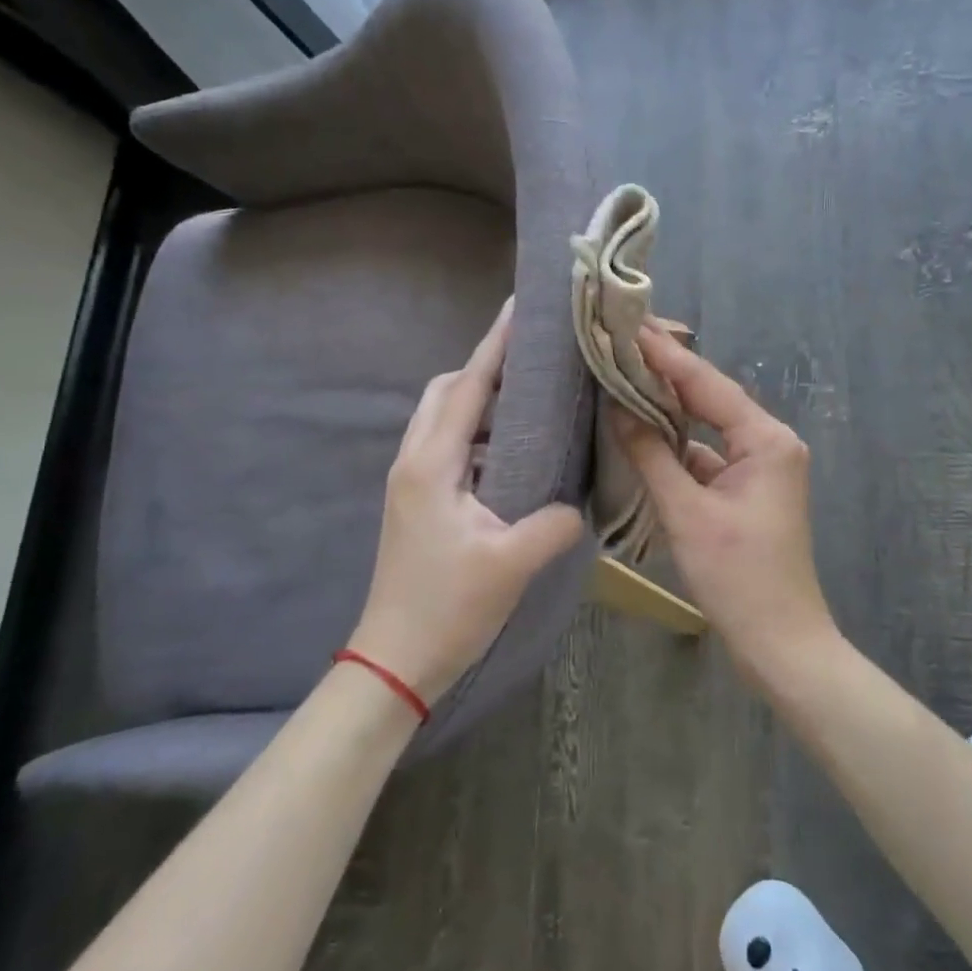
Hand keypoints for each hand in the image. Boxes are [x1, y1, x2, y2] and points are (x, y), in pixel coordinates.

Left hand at [349, 300, 585, 705]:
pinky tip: (515, 451)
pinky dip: (479, 433)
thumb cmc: (447, 608)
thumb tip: (576, 503)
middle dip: (484, 367)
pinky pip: (450, 447)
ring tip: (531, 398)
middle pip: (446, 392)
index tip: (519, 309)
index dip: (495, 346)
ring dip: (481, 400)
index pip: (468, 387)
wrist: (395, 661)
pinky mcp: (420, 502)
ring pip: (445, 419)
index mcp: (432, 464)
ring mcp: (412, 482)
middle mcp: (415, 461)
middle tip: (533, 359)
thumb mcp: (511, 564)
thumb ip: (553, 523)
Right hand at [614, 326, 838, 686]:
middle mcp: (771, 443)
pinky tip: (643, 432)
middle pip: (711, 398)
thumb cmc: (738, 578)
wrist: (780, 643)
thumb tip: (617, 408)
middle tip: (624, 340)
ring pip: (708, 427)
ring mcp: (761, 468)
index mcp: (767, 440)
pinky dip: (678, 446)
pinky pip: (709, 456)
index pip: (708, 385)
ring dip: (670, 409)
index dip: (666, 355)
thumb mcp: (687, 514)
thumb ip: (652, 455)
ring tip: (625, 376)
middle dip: (667, 373)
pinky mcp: (749, 491)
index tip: (630, 325)